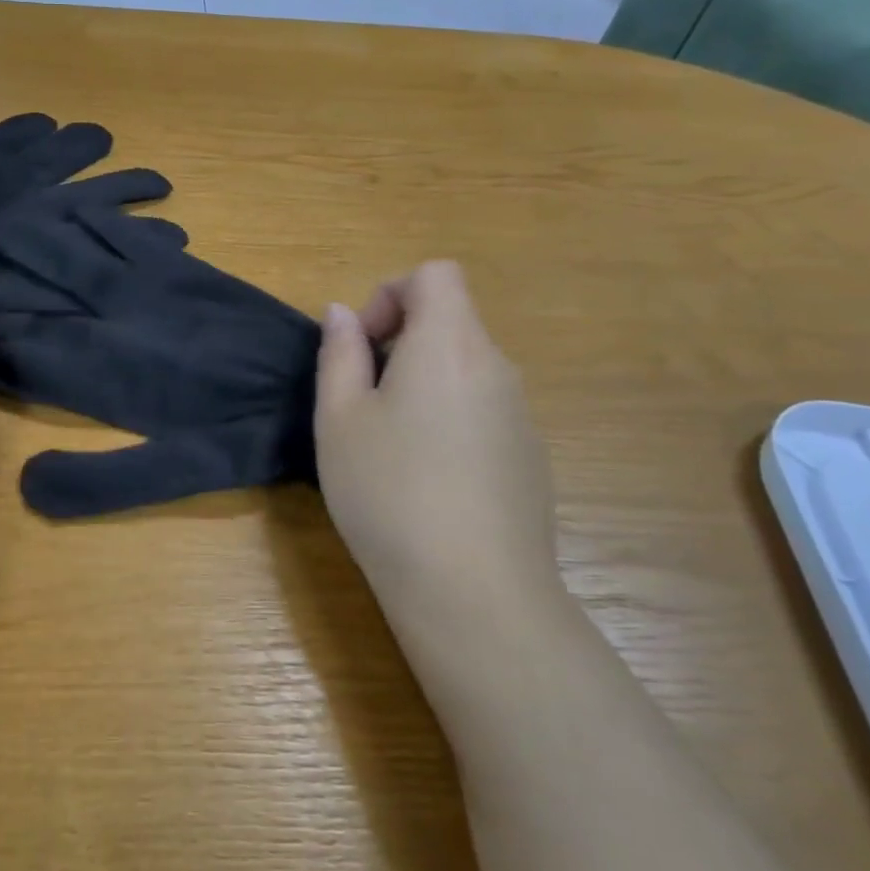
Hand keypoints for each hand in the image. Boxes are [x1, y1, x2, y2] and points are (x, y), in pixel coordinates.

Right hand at [314, 262, 562, 628]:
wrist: (476, 596)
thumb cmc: (389, 492)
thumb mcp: (339, 418)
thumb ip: (339, 353)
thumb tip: (343, 313)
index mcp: (449, 345)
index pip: (436, 274)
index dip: (392, 293)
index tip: (365, 345)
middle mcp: (496, 367)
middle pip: (451, 318)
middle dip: (400, 339)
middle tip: (363, 398)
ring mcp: (521, 414)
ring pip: (465, 366)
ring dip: (422, 379)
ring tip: (389, 442)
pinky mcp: (530, 456)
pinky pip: (484, 407)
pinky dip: (450, 415)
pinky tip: (428, 477)